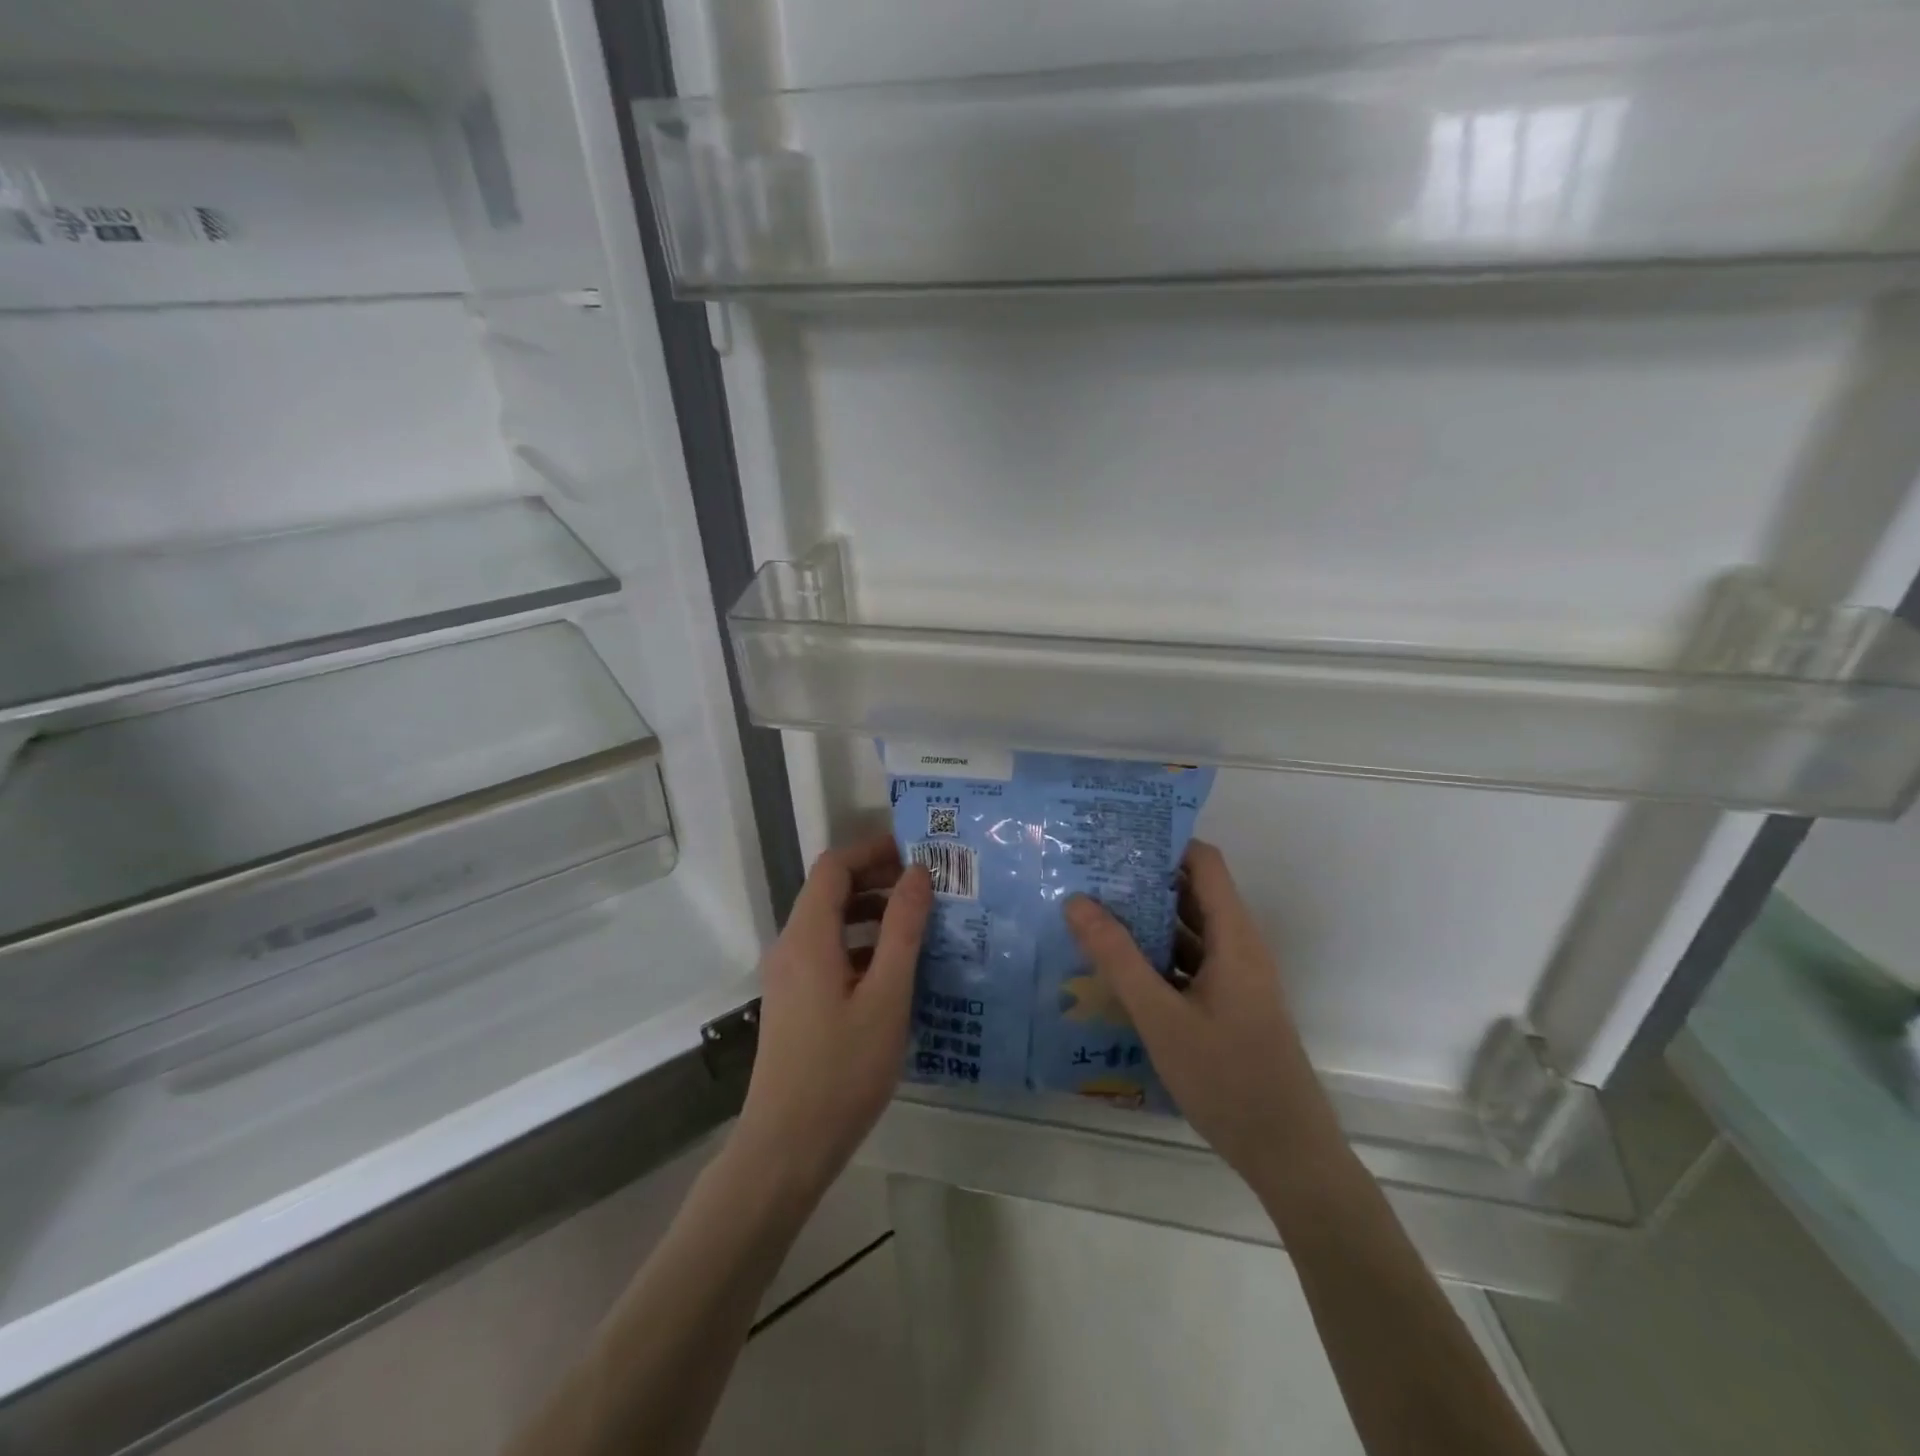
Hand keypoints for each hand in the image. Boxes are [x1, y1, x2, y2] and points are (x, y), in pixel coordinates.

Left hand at [735, 833, 931, 1205]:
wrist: (786, 1148)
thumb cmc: (842, 1070)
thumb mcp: (886, 997)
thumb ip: (903, 930)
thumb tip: (917, 874)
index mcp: (808, 936)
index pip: (834, 867)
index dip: (872, 850)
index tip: (917, 854)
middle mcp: (791, 947)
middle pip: (831, 892)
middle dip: (878, 880)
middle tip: (929, 888)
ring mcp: (789, 976)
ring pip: (832, 924)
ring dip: (873, 915)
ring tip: (922, 925)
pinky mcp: (795, 1002)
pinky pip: (829, 954)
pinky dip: (862, 946)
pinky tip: (897, 971)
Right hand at [1063, 840, 1327, 1194]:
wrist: (1288, 1154)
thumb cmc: (1227, 1078)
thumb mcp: (1161, 1017)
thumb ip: (1118, 957)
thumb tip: (1077, 901)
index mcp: (1235, 936)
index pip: (1203, 862)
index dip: (1163, 842)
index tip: (1114, 837)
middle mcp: (1238, 947)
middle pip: (1191, 893)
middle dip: (1142, 880)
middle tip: (1088, 872)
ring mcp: (1234, 978)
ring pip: (1187, 932)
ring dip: (1145, 920)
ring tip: (1091, 911)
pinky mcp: (1227, 1005)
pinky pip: (1187, 964)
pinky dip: (1155, 957)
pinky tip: (1114, 966)